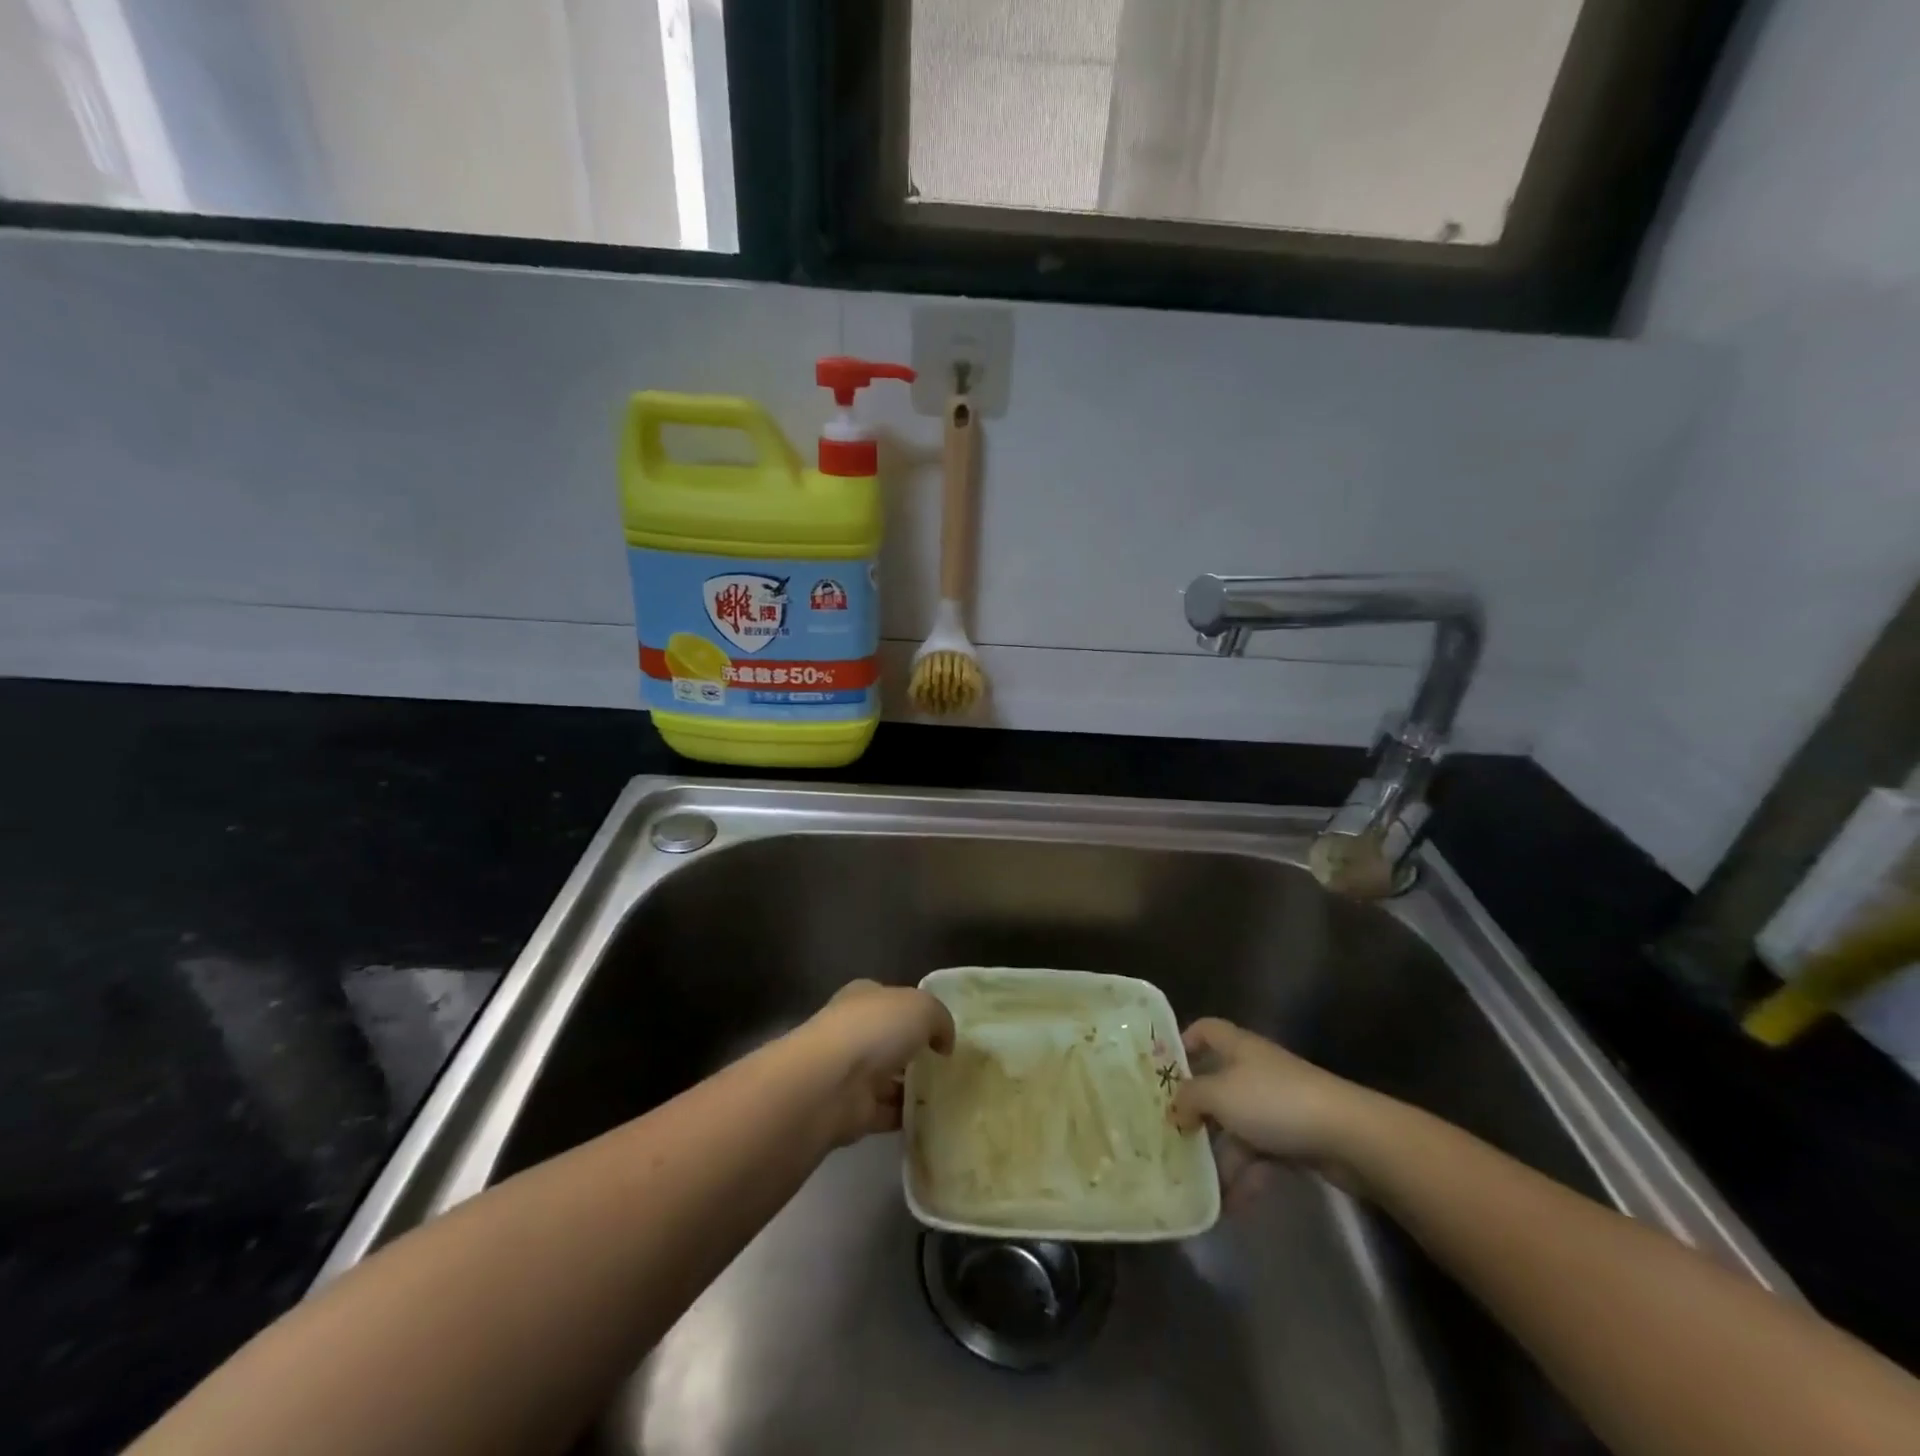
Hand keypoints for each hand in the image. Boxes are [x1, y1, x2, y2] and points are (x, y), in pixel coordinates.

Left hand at [799, 980, 954, 1145]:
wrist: (831, 1083)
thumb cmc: (875, 1030)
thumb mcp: (921, 1008)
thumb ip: (940, 1020)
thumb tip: (944, 1043)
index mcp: (864, 997)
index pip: (892, 999)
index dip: (917, 1011)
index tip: (943, 1030)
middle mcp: (854, 1031)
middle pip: (891, 1040)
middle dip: (916, 1051)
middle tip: (951, 1065)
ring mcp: (851, 1072)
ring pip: (889, 1078)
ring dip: (913, 1087)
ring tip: (950, 1095)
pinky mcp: (853, 1110)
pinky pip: (888, 1112)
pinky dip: (907, 1116)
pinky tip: (934, 1118)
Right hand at [1171, 1018, 1383, 1196]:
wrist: (1348, 1136)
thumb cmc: (1274, 1101)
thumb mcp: (1219, 1095)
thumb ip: (1189, 1098)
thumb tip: (1174, 1108)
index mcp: (1238, 1047)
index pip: (1205, 1030)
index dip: (1184, 1043)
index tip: (1163, 1072)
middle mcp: (1256, 1070)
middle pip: (1218, 1085)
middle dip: (1196, 1113)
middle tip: (1172, 1137)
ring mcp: (1277, 1106)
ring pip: (1237, 1127)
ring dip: (1220, 1156)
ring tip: (1198, 1186)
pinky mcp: (1296, 1138)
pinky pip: (1260, 1155)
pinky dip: (1245, 1177)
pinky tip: (1229, 1205)